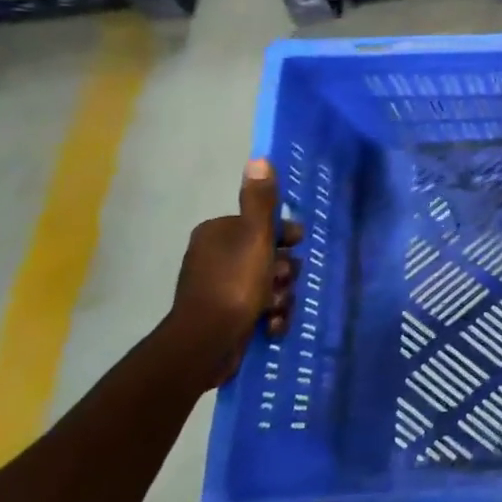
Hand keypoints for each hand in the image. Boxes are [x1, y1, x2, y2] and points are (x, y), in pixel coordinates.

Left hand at [162, 159, 301, 387]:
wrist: (206, 343)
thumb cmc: (234, 283)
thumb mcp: (254, 237)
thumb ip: (261, 201)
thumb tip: (259, 158)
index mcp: (218, 234)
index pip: (263, 225)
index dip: (284, 236)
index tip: (295, 246)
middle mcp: (216, 257)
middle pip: (270, 255)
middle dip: (284, 272)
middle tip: (282, 282)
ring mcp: (220, 288)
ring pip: (269, 284)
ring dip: (280, 296)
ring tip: (274, 308)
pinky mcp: (226, 316)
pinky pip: (260, 308)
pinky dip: (270, 315)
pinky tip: (270, 325)